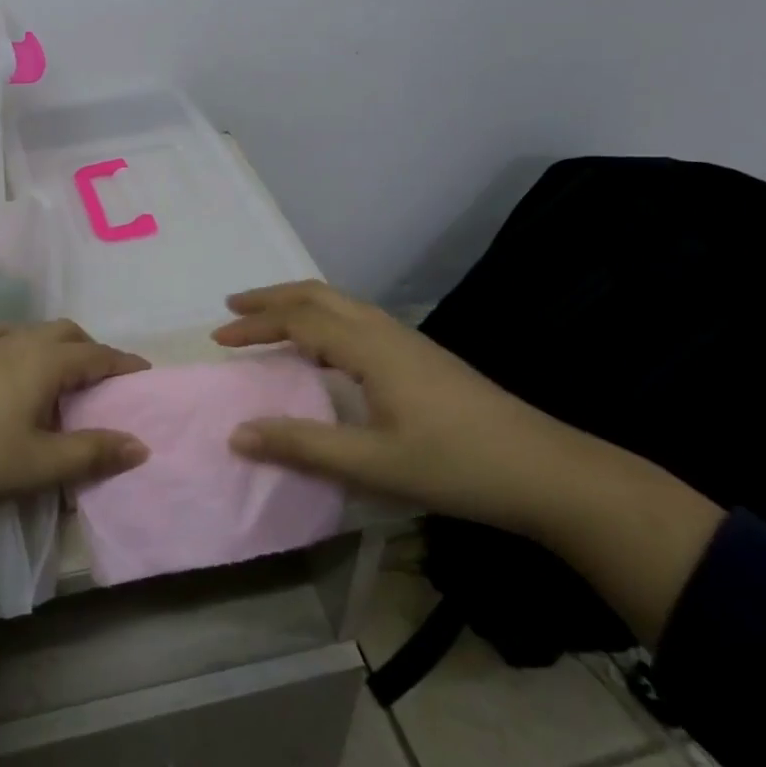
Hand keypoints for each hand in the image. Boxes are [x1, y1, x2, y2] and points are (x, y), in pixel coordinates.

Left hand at [0, 321, 149, 556]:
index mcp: (44, 363)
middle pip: (66, 333)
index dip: (124, 364)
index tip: (145, 374)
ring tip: (61, 375)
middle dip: (92, 350)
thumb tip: (139, 444)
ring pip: (32, 332)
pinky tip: (6, 360)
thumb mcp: (38, 465)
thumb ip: (91, 453)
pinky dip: (16, 342)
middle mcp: (17, 343)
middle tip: (105, 381)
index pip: (97, 355)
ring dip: (56, 346)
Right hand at [213, 281, 722, 645]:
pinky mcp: (422, 356)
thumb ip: (303, 445)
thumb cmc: (457, 466)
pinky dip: (323, 318)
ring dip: (298, 305)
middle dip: (271, 298)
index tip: (218, 339)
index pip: (298, 320)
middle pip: (318, 295)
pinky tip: (325, 348)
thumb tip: (237, 433)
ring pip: (341, 303)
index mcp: (369, 348)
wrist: (547, 471)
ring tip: (269, 321)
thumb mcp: (373, 464)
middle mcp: (385, 331)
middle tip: (233, 308)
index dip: (255, 325)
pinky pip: (357, 319)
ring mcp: (408, 340)